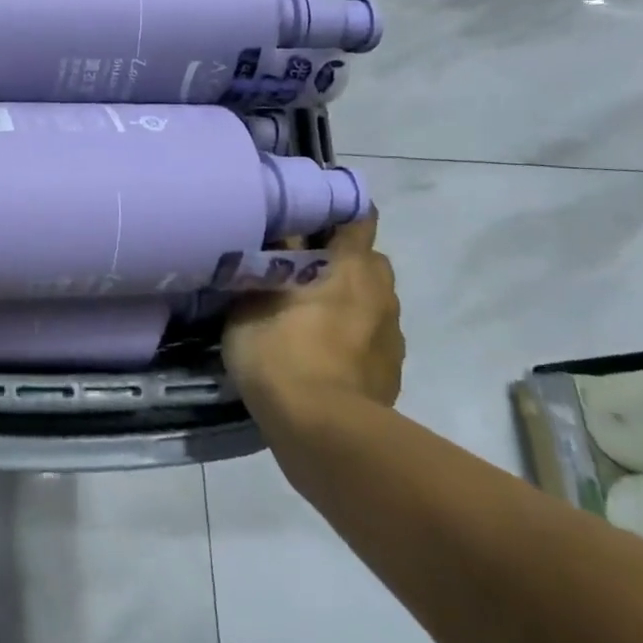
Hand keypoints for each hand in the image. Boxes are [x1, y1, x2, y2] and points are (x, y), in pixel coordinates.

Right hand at [221, 214, 402, 418]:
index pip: (358, 217)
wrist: (321, 431)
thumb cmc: (280, 353)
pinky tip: (323, 351)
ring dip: (349, 298)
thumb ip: (263, 265)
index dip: (336, 210)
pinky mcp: (391, 371)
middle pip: (368, 259)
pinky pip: (372, 337)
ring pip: (372, 299)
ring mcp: (391, 334)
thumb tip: (267, 238)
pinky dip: (353, 335)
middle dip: (341, 258)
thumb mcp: (251, 300)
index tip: (309, 214)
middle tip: (302, 266)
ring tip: (310, 312)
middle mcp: (380, 292)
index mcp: (350, 266)